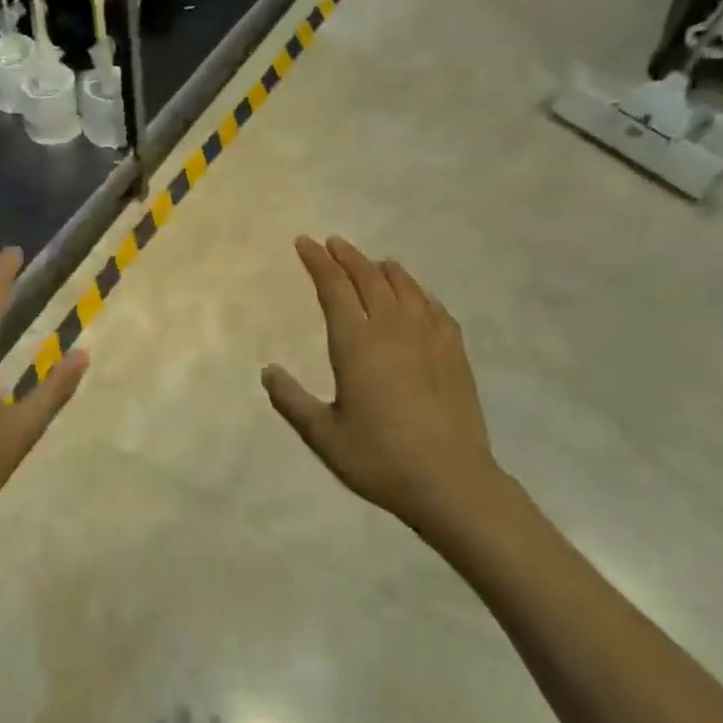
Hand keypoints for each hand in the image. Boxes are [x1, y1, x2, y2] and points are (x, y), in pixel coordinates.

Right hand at [262, 236, 499, 529]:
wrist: (450, 479)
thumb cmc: (379, 458)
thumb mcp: (324, 435)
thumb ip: (292, 400)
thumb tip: (267, 371)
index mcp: (356, 342)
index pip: (333, 287)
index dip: (317, 261)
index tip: (305, 242)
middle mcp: (392, 327)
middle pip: (368, 277)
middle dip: (347, 256)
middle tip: (332, 243)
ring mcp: (429, 336)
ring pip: (404, 286)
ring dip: (382, 268)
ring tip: (372, 262)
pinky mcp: (455, 350)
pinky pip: (433, 306)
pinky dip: (418, 292)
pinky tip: (416, 296)